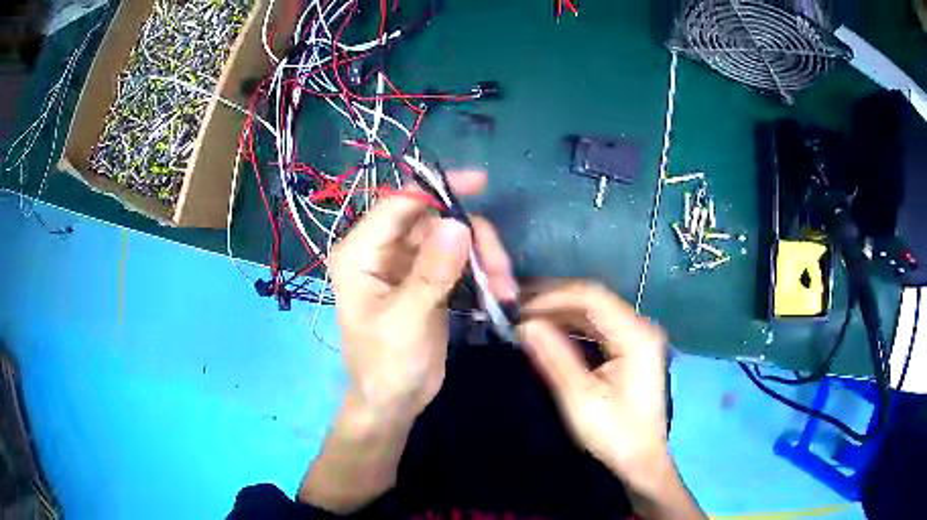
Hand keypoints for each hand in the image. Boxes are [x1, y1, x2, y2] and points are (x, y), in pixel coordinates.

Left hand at [328, 170, 516, 421]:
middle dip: (472, 236)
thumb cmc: (386, 365)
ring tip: (503, 288)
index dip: (436, 186)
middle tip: (501, 268)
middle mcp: (381, 250)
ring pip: (451, 237)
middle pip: (432, 218)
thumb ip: (431, 273)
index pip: (398, 203)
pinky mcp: (426, 279)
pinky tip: (498, 292)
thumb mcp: (407, 321)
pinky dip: (481, 270)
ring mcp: (405, 264)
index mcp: (360, 252)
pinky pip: (458, 259)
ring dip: (483, 256)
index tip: (480, 182)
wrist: (393, 401)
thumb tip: (457, 224)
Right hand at [518, 281, 672, 492]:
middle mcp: (640, 327)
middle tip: (516, 310)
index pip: (591, 297)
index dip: (553, 297)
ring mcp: (637, 336)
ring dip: (560, 312)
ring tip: (526, 318)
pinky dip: (571, 326)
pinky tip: (549, 331)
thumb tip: (525, 324)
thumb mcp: (580, 398)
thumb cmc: (614, 433)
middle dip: (554, 302)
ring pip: (594, 311)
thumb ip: (554, 357)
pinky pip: (597, 327)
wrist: (640, 459)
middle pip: (593, 300)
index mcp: (636, 335)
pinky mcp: (631, 348)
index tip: (519, 308)